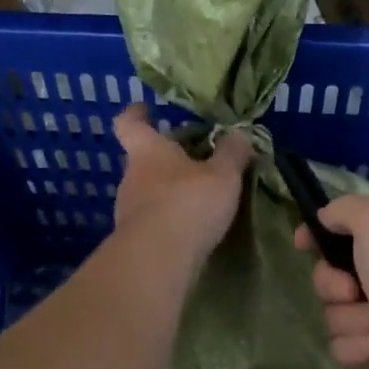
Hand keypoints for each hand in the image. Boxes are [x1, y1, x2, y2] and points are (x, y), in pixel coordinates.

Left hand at [111, 105, 250, 262]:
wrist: (157, 260)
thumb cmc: (188, 203)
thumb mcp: (223, 175)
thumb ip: (232, 152)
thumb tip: (240, 133)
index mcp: (148, 151)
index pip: (130, 123)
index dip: (136, 114)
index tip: (144, 108)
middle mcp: (132, 177)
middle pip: (143, 159)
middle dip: (165, 158)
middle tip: (193, 159)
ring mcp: (128, 211)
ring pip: (147, 191)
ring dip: (168, 191)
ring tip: (198, 197)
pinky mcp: (134, 240)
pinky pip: (152, 220)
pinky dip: (169, 219)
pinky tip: (191, 227)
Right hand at [294, 196, 368, 368]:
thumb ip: (347, 209)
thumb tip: (326, 218)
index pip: (346, 227)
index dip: (320, 234)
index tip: (302, 244)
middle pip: (330, 274)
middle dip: (332, 285)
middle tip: (354, 292)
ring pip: (334, 313)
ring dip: (350, 320)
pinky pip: (343, 348)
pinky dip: (358, 349)